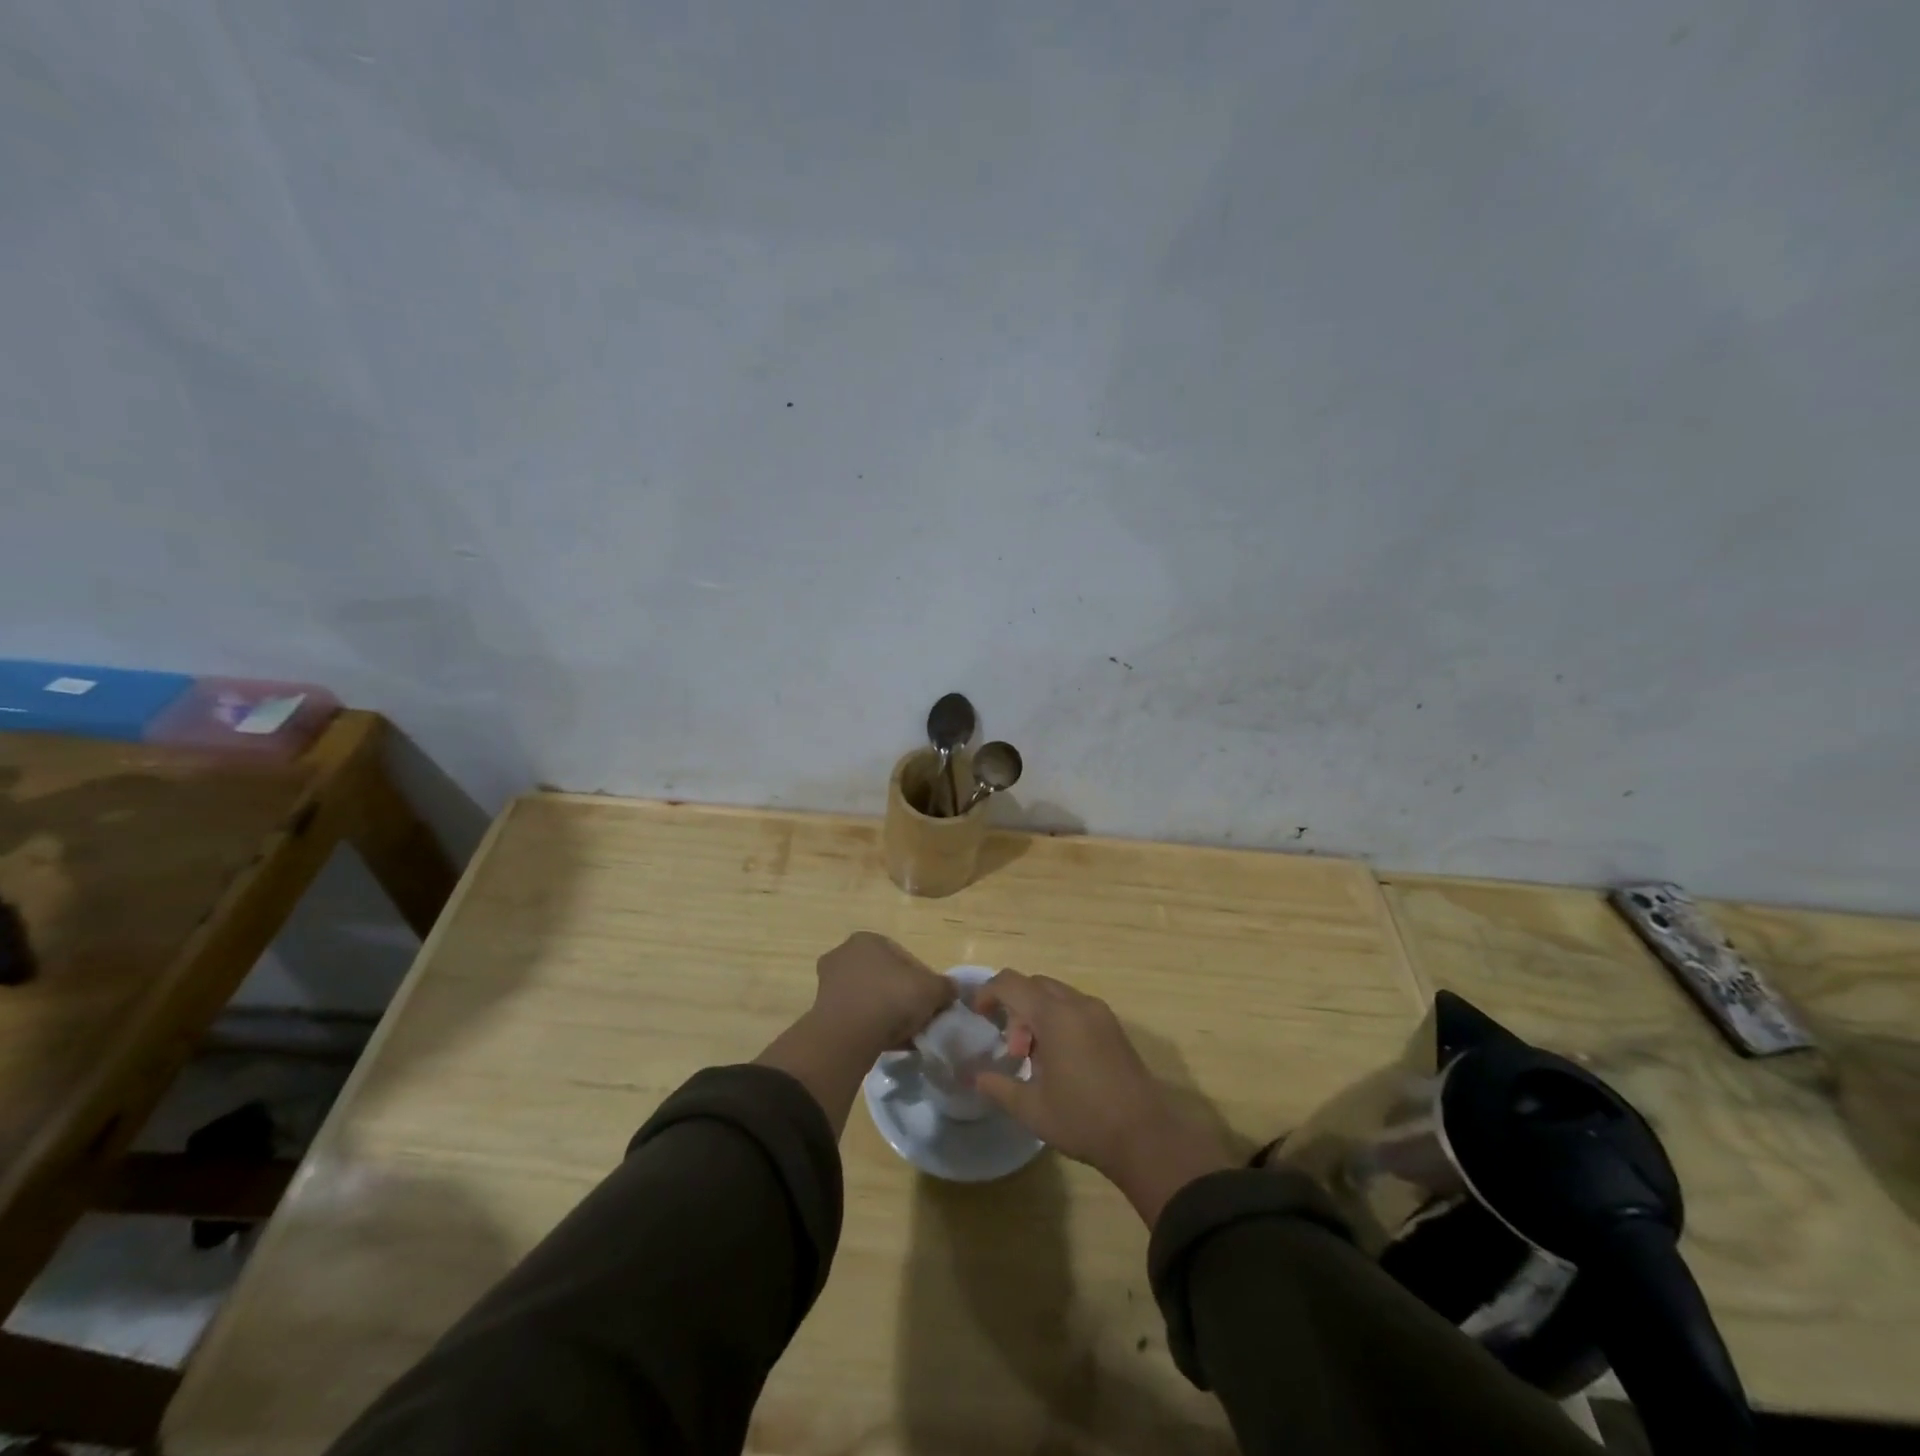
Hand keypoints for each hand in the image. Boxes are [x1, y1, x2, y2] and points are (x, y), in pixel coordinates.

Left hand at [811, 932, 953, 1055]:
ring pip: (870, 997)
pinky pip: (856, 1016)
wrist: (847, 1036)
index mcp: (868, 939)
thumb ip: (945, 987)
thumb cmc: (891, 999)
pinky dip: (871, 1027)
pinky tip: (887, 1043)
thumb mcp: (932, 990)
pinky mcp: (822, 1010)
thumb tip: (951, 990)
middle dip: (903, 997)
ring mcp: (829, 982)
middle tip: (919, 1018)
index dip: (924, 981)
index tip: (932, 1002)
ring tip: (905, 1035)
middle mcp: (844, 954)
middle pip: (886, 977)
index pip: (905, 958)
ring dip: (887, 1013)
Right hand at [974, 970, 1233, 1225]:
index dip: (988, 993)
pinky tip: (1060, 1060)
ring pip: (1056, 995)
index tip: (978, 1016)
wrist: (1145, 1136)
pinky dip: (1058, 1020)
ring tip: (1035, 1060)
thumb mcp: (1031, 1108)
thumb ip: (997, 1086)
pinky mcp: (1113, 1027)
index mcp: (1055, 1015)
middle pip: (1034, 985)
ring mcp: (1099, 1013)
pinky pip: (1076, 1007)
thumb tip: (973, 1076)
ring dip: (1037, 1015)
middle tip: (1014, 1050)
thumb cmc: (1083, 1119)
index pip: (1011, 983)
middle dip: (1015, 1008)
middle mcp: (1078, 1003)